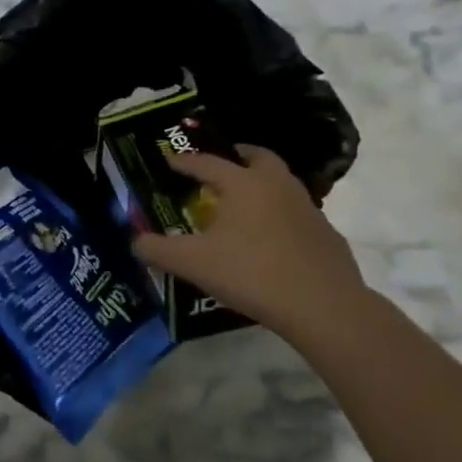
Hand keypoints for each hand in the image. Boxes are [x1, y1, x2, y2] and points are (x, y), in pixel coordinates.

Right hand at [132, 144, 366, 339]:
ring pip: (280, 182)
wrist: (322, 306)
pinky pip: (296, 212)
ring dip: (260, 184)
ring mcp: (306, 207)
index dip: (185, 161)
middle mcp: (276, 185)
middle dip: (237, 156)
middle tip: (220, 165)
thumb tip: (135, 242)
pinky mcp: (325, 233)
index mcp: (243, 183)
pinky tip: (269, 238)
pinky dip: (279, 213)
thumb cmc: (251, 273)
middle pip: (257, 157)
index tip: (170, 160)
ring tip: (242, 203)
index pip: (207, 162)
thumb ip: (158, 250)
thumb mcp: (192, 263)